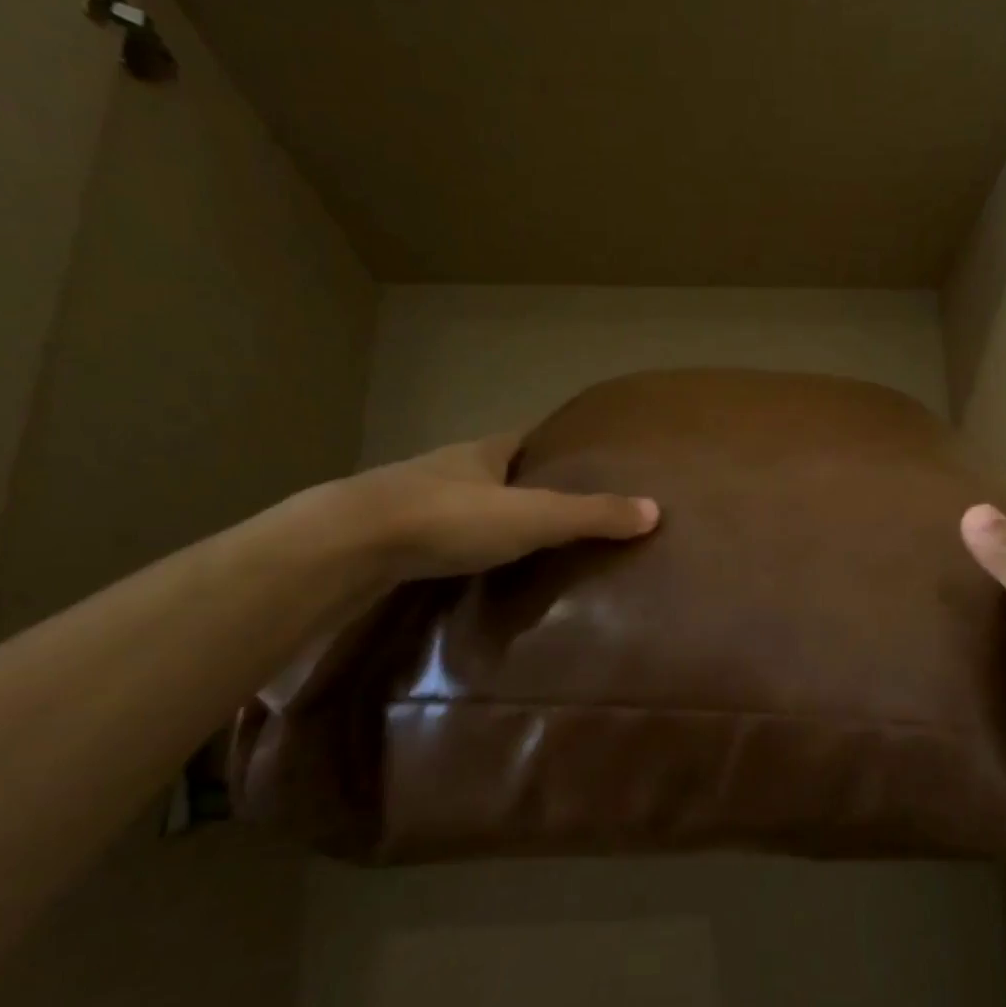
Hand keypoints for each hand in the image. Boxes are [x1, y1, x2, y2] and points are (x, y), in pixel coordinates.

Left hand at [339, 433, 658, 581]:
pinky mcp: (390, 536)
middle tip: (563, 510)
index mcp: (484, 452)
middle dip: (524, 484)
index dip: (554, 445)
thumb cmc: (449, 517)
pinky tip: (472, 568)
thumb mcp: (532, 516)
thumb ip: (591, 515)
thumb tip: (656, 511)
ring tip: (524, 544)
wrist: (350, 543)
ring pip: (464, 502)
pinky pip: (439, 534)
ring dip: (489, 516)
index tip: (583, 457)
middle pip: (495, 470)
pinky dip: (460, 545)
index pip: (526, 438)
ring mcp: (415, 500)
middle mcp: (450, 468)